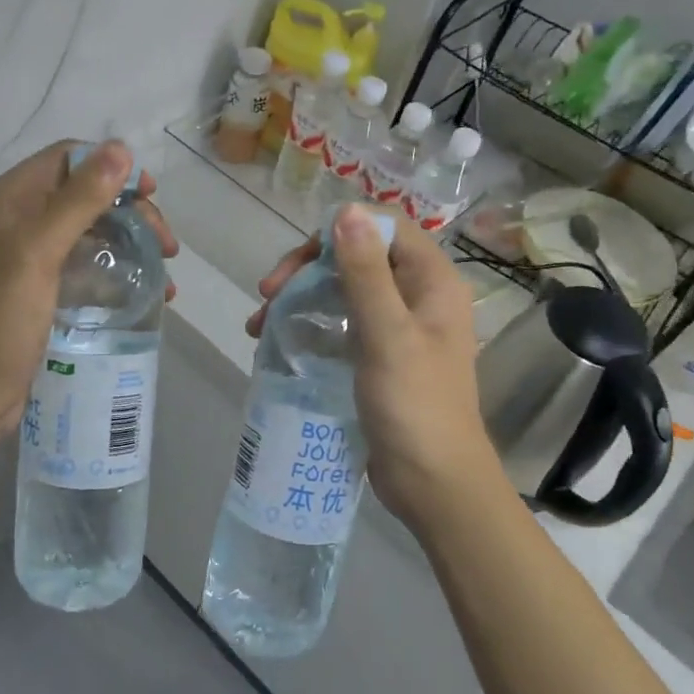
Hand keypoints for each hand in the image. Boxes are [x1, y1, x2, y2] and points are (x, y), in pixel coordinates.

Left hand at [0, 140, 177, 444]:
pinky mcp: (43, 294)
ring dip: (132, 247)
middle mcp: (19, 222)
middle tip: (167, 247)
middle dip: (132, 215)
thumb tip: (121, 148)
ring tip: (165, 278)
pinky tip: (146, 296)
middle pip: (86, 197)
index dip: (112, 169)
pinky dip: (119, 276)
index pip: (68, 160)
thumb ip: (78, 200)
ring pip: (93, 236)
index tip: (151, 196)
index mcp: (10, 200)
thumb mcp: (38, 251)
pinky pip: (88, 270)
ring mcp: (31, 260)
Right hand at [250, 205, 495, 529]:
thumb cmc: (414, 406)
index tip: (297, 264)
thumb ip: (366, 273)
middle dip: (308, 270)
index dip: (337, 233)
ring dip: (302, 299)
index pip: (383, 228)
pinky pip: (342, 325)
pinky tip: (279, 343)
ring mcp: (400, 329)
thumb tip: (348, 210)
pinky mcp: (381, 357)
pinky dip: (310, 327)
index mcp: (432, 281)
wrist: (434, 484)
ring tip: (259, 326)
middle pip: (359, 257)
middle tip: (267, 294)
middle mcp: (419, 296)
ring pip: (344, 291)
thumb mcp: (387, 334)